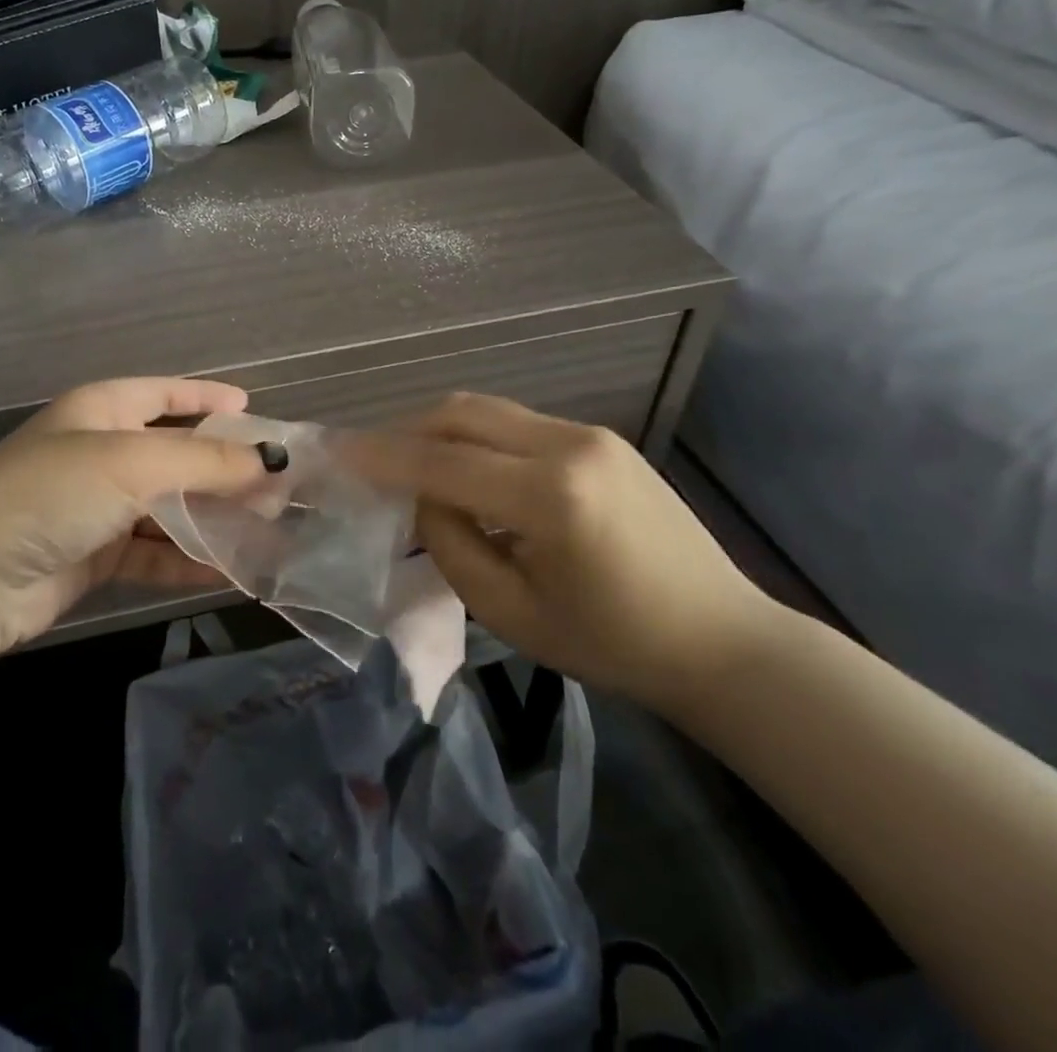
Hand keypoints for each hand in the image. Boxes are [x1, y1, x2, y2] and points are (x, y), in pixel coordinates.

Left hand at [0, 378, 281, 653]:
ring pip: (168, 505)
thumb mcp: (133, 463)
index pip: (163, 393)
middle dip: (223, 468)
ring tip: (267, 528)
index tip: (251, 410)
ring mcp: (95, 506)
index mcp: (100, 410)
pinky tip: (229, 572)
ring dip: (212, 517)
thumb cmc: (53, 492)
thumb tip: (270, 461)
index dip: (206, 398)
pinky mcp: (94, 555)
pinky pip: (153, 550)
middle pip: (174, 453)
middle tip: (276, 484)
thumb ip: (205, 462)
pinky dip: (188, 559)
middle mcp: (99, 452)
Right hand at [351, 393, 778, 713]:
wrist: (720, 639)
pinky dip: (478, 440)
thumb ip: (451, 545)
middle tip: (372, 463)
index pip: (441, 462)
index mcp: (550, 496)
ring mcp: (589, 434)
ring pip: (488, 411)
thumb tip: (422, 497)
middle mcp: (569, 444)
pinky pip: (517, 424)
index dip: (381, 457)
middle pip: (461, 413)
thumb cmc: (613, 645)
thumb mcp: (512, 613)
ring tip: (414, 469)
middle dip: (406, 432)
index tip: (336, 454)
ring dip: (440, 432)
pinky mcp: (601, 437)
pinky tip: (471, 475)